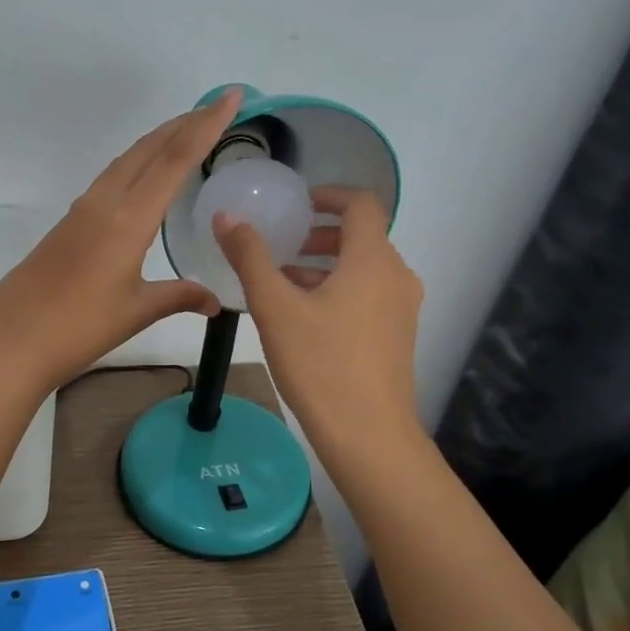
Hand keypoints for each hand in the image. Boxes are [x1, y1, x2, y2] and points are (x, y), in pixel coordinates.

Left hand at [0, 90, 242, 392]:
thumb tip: (215, 302)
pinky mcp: (69, 223)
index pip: (175, 159)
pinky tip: (144, 178)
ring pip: (126, 160)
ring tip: (186, 133)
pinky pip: (111, 179)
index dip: (206, 125)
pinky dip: (137, 164)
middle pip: (149, 149)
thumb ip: (179, 297)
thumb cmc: (79, 326)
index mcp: (128, 218)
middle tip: (215, 109)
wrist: (12, 339)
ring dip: (158, 141)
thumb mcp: (136, 311)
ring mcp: (82, 210)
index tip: (230, 97)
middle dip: (184, 124)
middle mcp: (105, 202)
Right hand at [212, 186, 423, 447]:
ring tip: (285, 283)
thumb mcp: (275, 308)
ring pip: (365, 269)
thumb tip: (227, 217)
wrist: (368, 435)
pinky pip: (370, 295)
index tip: (297, 205)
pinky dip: (340, 290)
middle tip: (283, 246)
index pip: (361, 204)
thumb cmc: (320, 364)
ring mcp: (402, 308)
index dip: (328, 196)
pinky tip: (306, 318)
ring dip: (326, 265)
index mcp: (372, 260)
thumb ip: (250, 257)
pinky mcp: (398, 336)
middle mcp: (396, 276)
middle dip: (321, 235)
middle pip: (363, 237)